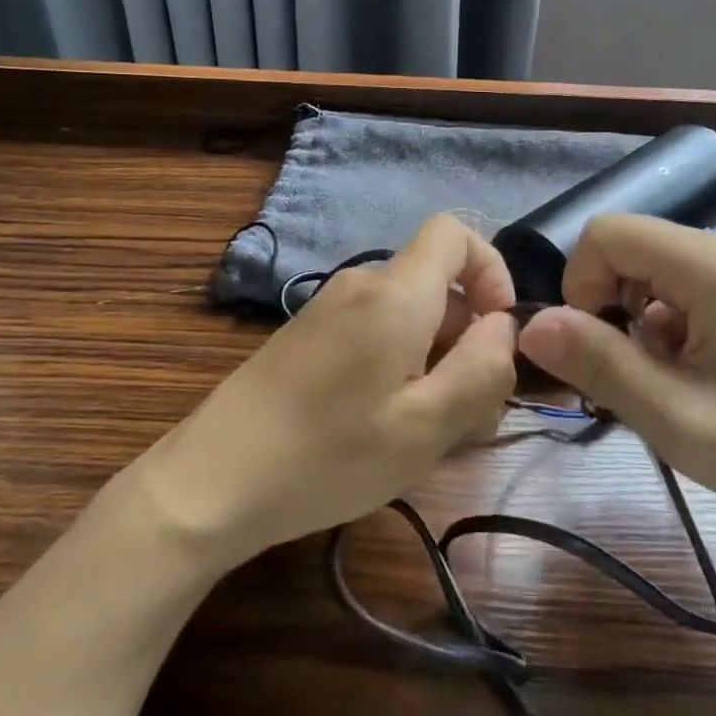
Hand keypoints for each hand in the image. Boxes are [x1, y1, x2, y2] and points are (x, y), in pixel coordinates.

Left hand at [140, 215, 518, 563]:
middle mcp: (361, 285)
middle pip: (436, 284)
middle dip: (468, 337)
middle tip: (470, 412)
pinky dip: (399, 364)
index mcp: (395, 294)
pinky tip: (387, 424)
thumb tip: (503, 327)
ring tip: (429, 428)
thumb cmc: (328, 455)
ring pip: (408, 314)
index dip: (491, 271)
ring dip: (436, 359)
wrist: (211, 482)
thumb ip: (482, 369)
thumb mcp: (426, 426)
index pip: (454, 233)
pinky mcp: (308, 337)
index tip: (497, 334)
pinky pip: (374, 332)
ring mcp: (328, 309)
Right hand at [516, 215, 715, 516]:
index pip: (606, 232)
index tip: (593, 344)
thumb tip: (531, 325)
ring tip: (663, 383)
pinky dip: (666, 327)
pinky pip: (682, 289)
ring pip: (651, 271)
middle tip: (625, 373)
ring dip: (635, 321)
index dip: (580, 282)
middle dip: (606, 305)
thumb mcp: (676, 417)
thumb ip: (599, 364)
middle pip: (628, 248)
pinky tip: (692, 378)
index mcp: (708, 265)